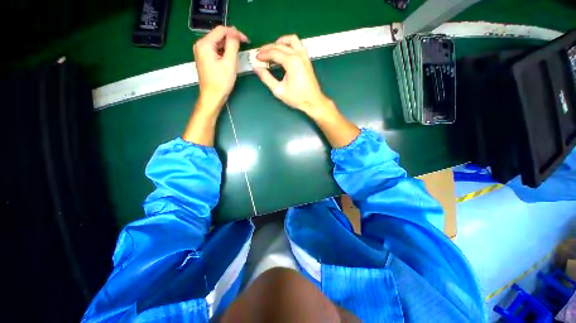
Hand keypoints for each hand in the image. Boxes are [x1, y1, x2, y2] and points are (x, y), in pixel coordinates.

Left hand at [193, 26, 248, 110]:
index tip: (246, 40)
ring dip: (228, 46)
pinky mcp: (204, 58)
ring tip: (238, 53)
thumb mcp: (229, 63)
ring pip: (217, 43)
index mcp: (205, 44)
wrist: (212, 97)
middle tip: (243, 46)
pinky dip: (224, 52)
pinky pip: (215, 50)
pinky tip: (230, 58)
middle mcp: (200, 45)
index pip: (221, 30)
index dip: (235, 32)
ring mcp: (201, 52)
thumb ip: (232, 45)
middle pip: (218, 35)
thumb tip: (235, 33)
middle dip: (231, 39)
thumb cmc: (221, 82)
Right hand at [254, 35, 332, 118]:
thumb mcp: (279, 90)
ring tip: (271, 50)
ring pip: (290, 40)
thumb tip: (256, 68)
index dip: (263, 54)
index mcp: (291, 62)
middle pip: (280, 45)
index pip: (274, 52)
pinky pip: (297, 44)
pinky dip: (288, 44)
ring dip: (279, 43)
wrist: (313, 101)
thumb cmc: (297, 98)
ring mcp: (304, 55)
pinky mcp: (306, 59)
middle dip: (268, 48)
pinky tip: (283, 52)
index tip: (256, 59)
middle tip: (260, 55)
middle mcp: (298, 55)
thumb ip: (266, 78)